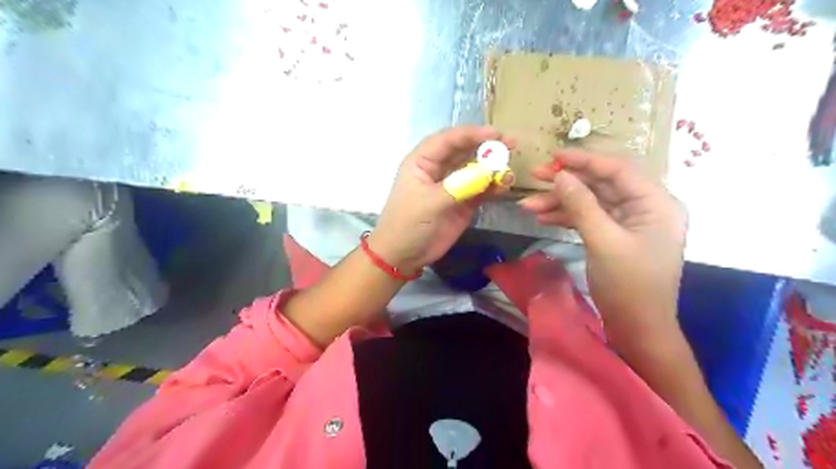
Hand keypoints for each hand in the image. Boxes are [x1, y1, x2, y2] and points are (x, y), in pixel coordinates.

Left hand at [369, 127, 512, 276]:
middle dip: (487, 147)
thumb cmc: (407, 224)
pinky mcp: (463, 203)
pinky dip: (493, 187)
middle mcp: (438, 169)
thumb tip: (488, 173)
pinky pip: (481, 190)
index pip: (448, 140)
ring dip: (493, 169)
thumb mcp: (428, 203)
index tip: (495, 134)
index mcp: (422, 162)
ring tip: (509, 172)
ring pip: (476, 170)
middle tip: (511, 144)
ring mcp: (453, 186)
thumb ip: (458, 187)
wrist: (404, 256)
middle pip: (465, 151)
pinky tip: (504, 187)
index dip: (471, 134)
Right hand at [521, 150, 688, 347]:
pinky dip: (566, 217)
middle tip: (534, 176)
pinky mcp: (614, 237)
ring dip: (560, 203)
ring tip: (528, 205)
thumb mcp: (603, 241)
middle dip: (566, 183)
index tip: (553, 156)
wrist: (637, 328)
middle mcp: (644, 207)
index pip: (617, 170)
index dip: (584, 160)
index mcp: (656, 203)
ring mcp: (629, 223)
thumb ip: (582, 205)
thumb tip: (560, 175)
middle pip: (601, 184)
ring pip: (591, 202)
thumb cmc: (629, 285)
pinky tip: (542, 217)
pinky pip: (589, 219)